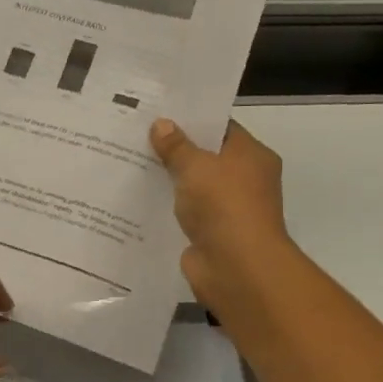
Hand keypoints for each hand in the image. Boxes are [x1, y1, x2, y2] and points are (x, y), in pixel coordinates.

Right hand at [149, 118, 297, 311]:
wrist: (236, 267)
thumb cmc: (223, 205)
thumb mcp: (195, 166)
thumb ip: (176, 146)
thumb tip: (161, 124)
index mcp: (252, 156)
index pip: (221, 128)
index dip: (192, 120)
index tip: (160, 113)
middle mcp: (245, 180)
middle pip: (206, 158)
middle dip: (175, 150)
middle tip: (138, 136)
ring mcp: (228, 210)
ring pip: (193, 188)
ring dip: (169, 182)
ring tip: (131, 165)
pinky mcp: (211, 235)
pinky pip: (186, 214)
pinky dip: (168, 209)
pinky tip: (138, 200)